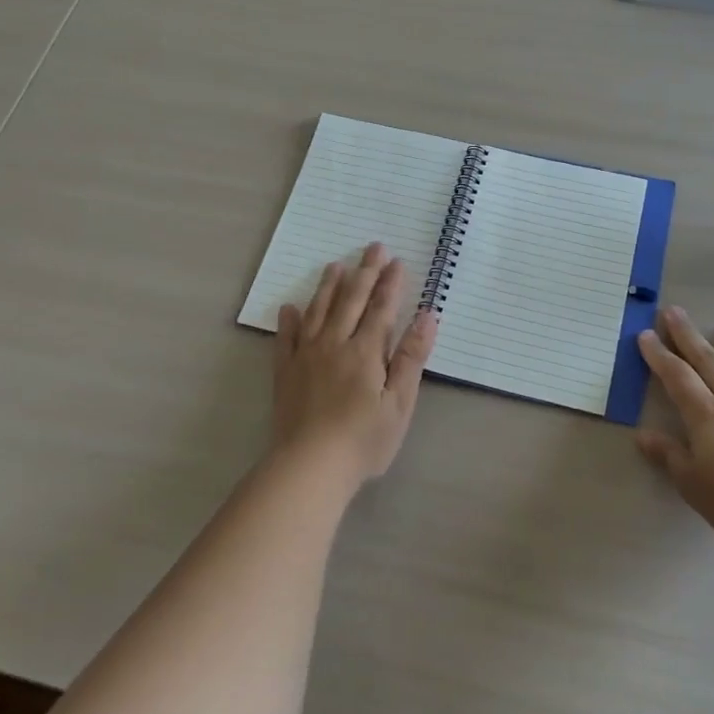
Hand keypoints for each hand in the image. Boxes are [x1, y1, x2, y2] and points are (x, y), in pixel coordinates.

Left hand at [273, 242, 437, 484]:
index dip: (391, 283)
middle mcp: (335, 344)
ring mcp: (306, 356)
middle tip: (372, 247)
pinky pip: (286, 339)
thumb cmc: (364, 439)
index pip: (381, 308)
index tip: (397, 260)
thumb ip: (412, 357)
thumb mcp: (399, 402)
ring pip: (318, 311)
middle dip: (364, 272)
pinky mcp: (285, 373)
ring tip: (335, 265)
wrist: (310, 465)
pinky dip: (289, 321)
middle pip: (351, 301)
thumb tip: (427, 315)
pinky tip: (290, 308)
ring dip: (328, 287)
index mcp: (366, 351)